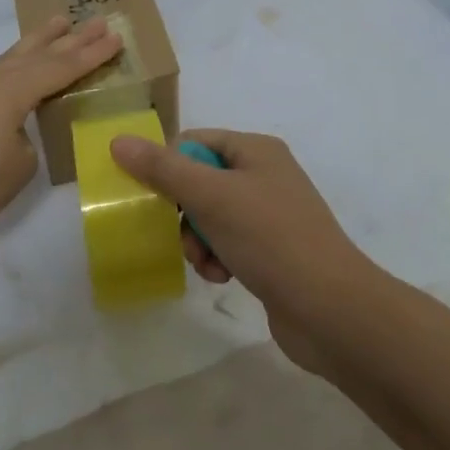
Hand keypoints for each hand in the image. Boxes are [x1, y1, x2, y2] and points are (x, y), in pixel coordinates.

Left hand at [0, 17, 121, 248]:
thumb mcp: (18, 168)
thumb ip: (25, 140)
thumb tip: (13, 131)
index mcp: (13, 93)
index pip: (62, 69)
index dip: (91, 55)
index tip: (116, 37)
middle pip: (38, 55)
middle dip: (71, 40)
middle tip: (98, 22)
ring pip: (5, 56)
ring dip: (33, 40)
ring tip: (57, 21)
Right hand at [108, 128, 371, 370]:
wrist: (330, 308)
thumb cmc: (270, 239)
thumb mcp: (211, 197)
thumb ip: (163, 169)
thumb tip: (119, 141)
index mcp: (256, 150)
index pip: (195, 141)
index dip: (168, 166)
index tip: (153, 198)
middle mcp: (265, 175)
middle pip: (200, 180)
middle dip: (183, 212)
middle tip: (180, 236)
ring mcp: (271, 214)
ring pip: (211, 216)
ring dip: (198, 240)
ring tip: (206, 264)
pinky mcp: (273, 250)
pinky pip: (229, 242)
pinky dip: (217, 258)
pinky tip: (222, 277)